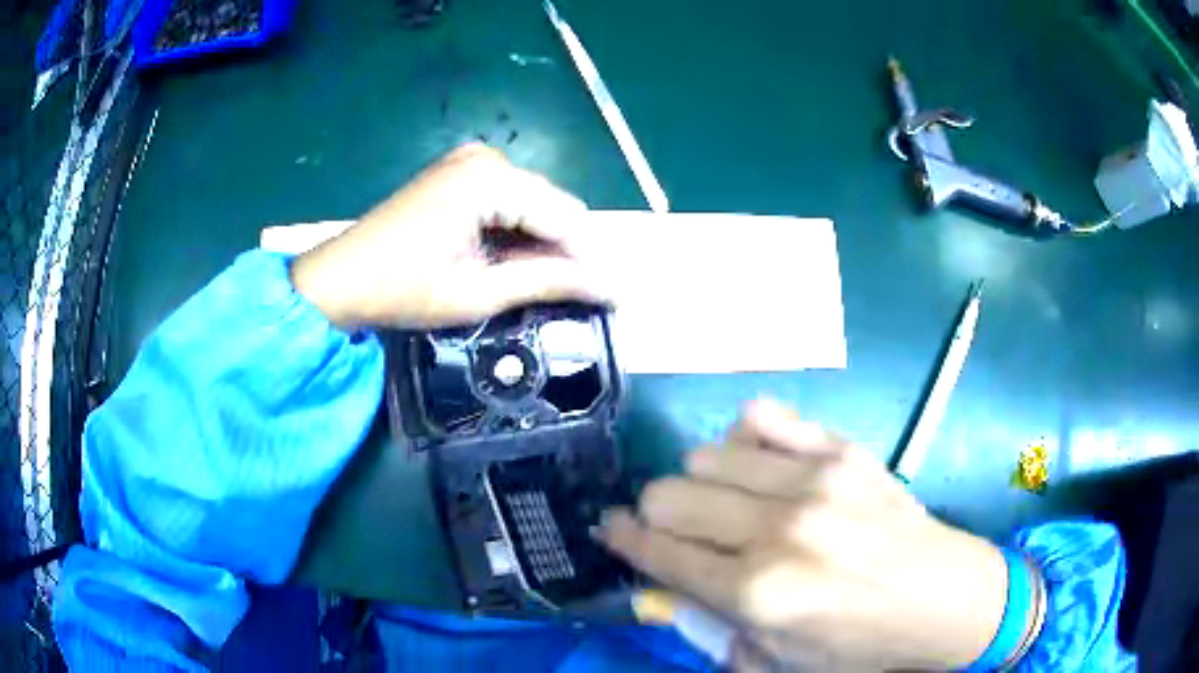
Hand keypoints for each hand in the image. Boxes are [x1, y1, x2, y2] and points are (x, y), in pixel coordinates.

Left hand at [291, 144, 608, 328]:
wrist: (340, 279)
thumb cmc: (402, 289)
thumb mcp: (478, 292)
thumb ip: (546, 281)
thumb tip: (607, 287)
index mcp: (489, 179)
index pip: (562, 217)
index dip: (588, 259)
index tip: (610, 297)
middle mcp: (486, 158)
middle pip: (552, 204)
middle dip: (568, 249)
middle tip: (579, 295)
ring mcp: (471, 160)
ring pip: (534, 202)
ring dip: (545, 241)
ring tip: (547, 284)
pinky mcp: (460, 172)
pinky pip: (509, 199)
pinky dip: (519, 230)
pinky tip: (515, 260)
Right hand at [597, 399, 1007, 671]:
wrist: (944, 597)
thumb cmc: (859, 644)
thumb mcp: (776, 661)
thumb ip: (710, 625)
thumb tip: (664, 581)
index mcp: (759, 593)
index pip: (659, 551)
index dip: (622, 540)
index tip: (609, 530)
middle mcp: (779, 530)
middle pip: (669, 493)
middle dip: (655, 514)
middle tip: (675, 530)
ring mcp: (814, 481)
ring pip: (707, 454)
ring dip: (701, 483)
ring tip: (727, 504)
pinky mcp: (842, 450)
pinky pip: (763, 417)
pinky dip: (747, 441)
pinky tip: (761, 467)